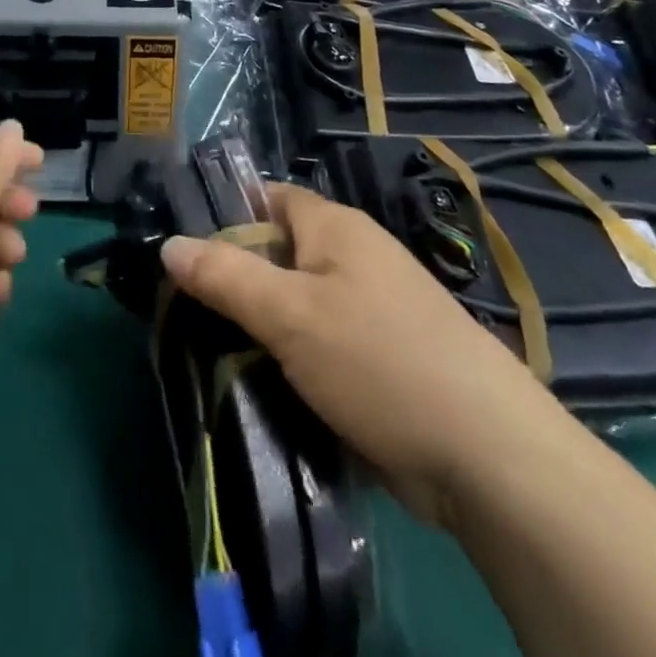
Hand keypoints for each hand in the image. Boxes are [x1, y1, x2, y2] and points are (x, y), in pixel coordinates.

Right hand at [160, 183, 567, 528]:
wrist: (488, 458)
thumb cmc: (378, 361)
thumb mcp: (288, 314)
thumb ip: (224, 276)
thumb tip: (167, 244)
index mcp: (335, 227)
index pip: (267, 198)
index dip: (224, 215)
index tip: (183, 250)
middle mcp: (354, 257)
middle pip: (278, 253)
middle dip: (235, 279)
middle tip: (184, 309)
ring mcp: (371, 309)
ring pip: (296, 304)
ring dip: (260, 326)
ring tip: (209, 350)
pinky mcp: (380, 358)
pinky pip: (319, 343)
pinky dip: (290, 358)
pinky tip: (259, 384)